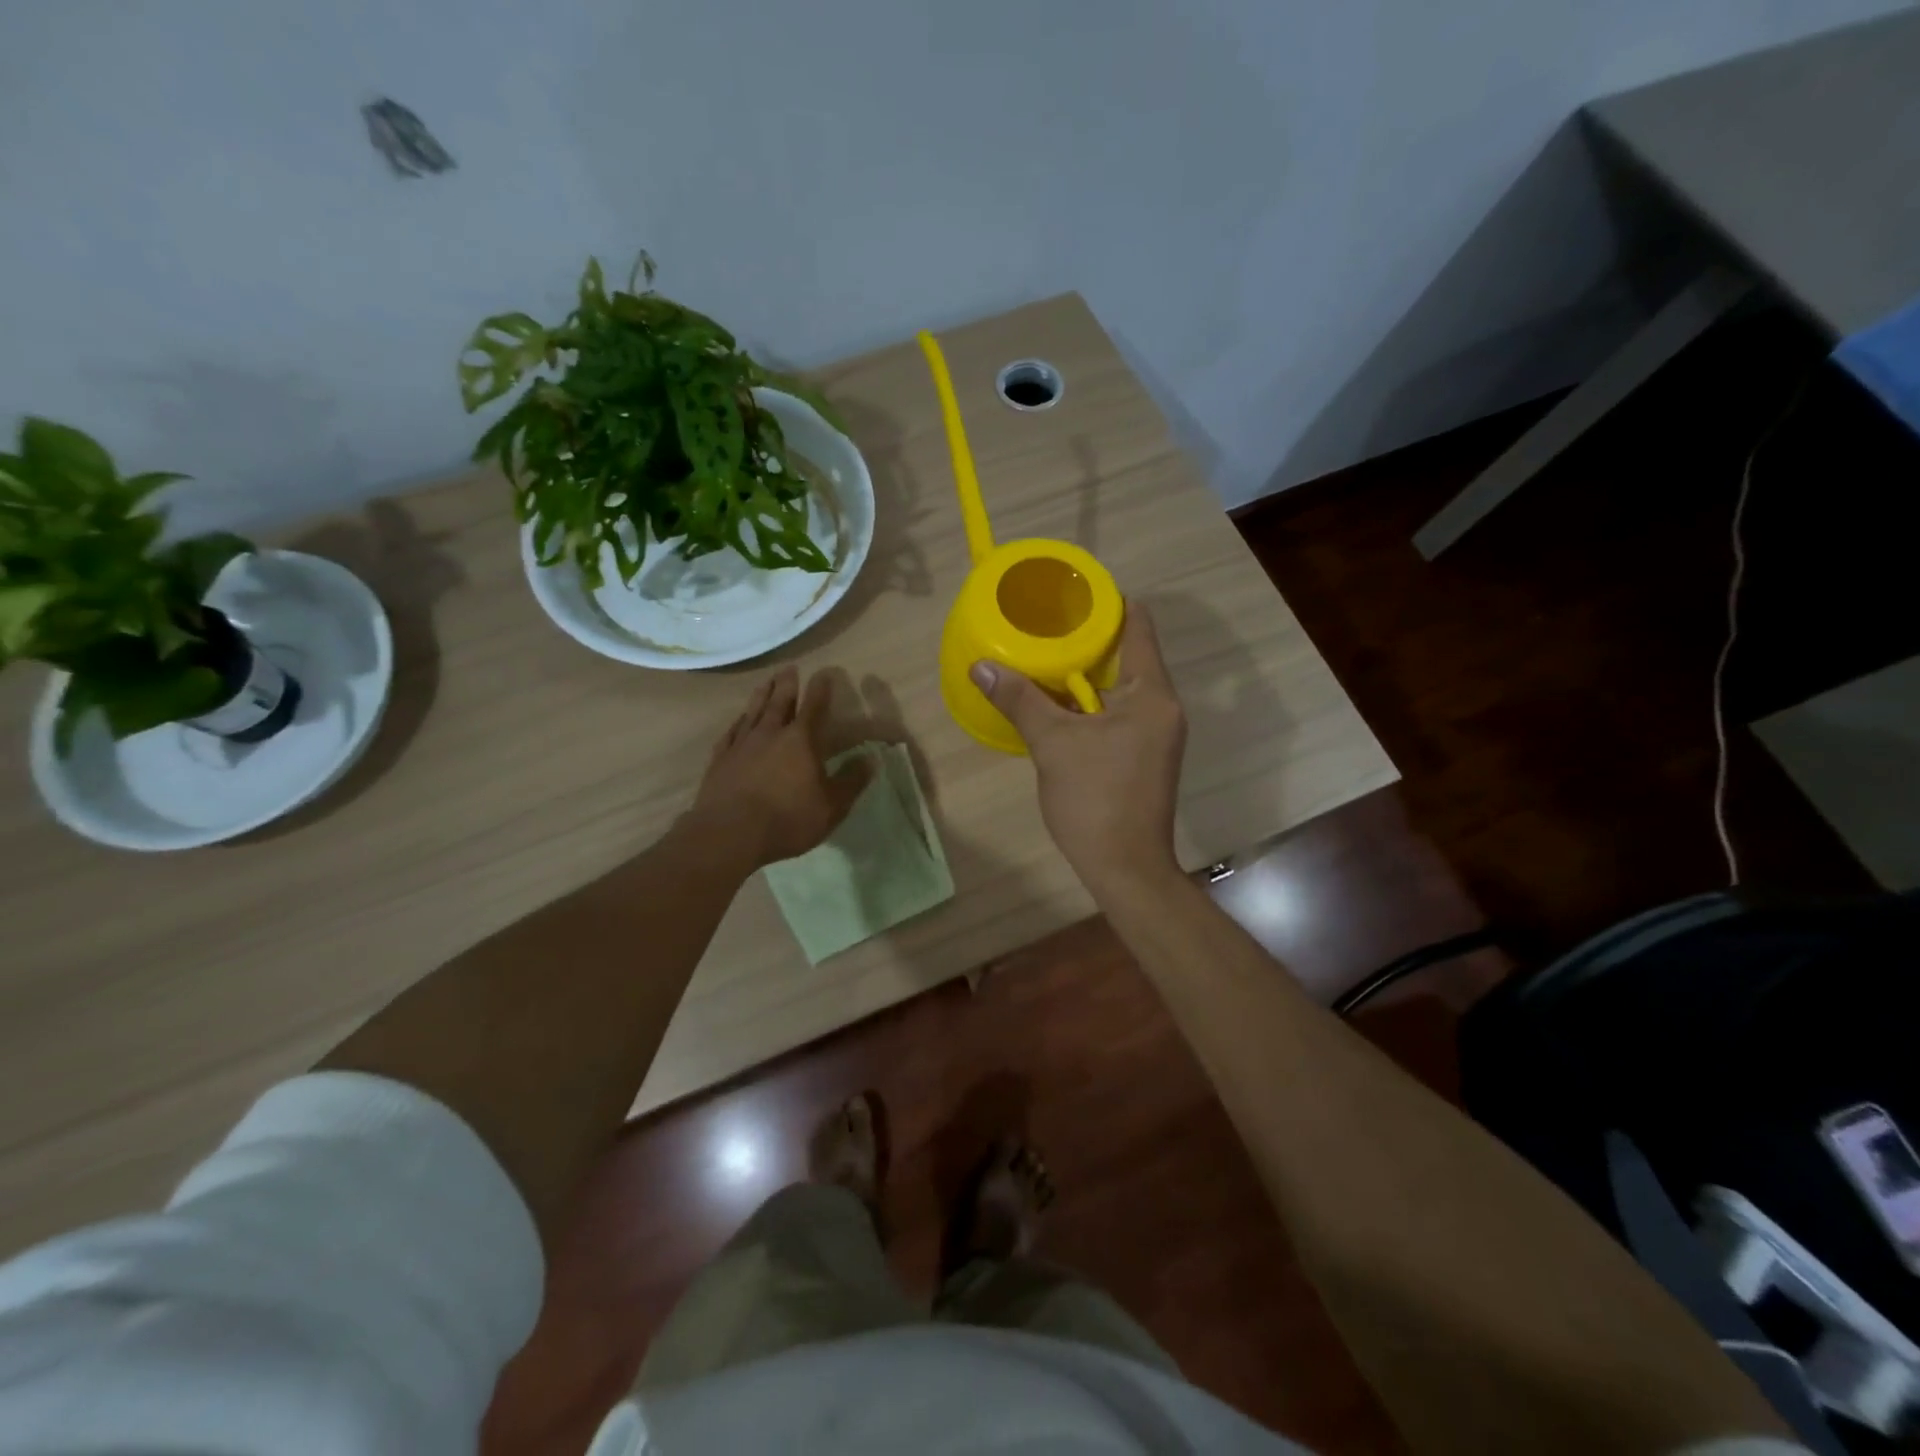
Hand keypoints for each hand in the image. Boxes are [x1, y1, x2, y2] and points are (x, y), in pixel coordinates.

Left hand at [691, 666, 869, 868]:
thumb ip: (851, 781)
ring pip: (753, 712)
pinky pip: (730, 733)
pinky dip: (737, 723)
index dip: (821, 689)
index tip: (825, 673)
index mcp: (801, 741)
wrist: (729, 834)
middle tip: (789, 668)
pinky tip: (738, 720)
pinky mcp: (720, 760)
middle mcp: (770, 734)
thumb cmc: (787, 819)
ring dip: (761, 695)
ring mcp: (742, 745)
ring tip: (766, 682)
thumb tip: (870, 759)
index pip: (814, 707)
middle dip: (787, 684)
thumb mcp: (831, 807)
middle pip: (779, 701)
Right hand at [970, 604, 1186, 900]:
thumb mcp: (1052, 744)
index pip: (1137, 625)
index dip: (1107, 603)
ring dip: (1085, 674)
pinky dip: (1090, 703)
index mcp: (1152, 693)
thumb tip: (981, 666)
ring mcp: (1157, 733)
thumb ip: (1020, 699)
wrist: (1125, 867)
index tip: (1070, 593)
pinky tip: (1056, 704)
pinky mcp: (1145, 755)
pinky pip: (1118, 713)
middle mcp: (1163, 706)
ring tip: (1043, 658)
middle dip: (1087, 639)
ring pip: (1120, 687)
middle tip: (1044, 625)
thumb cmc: (1095, 799)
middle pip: (1128, 654)